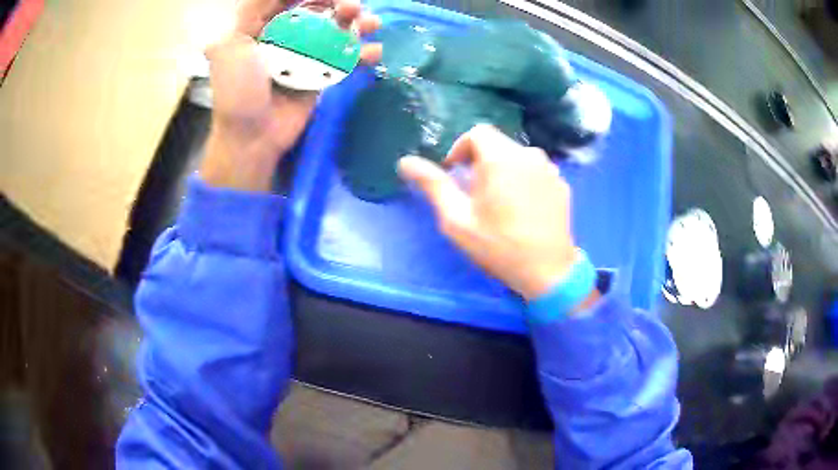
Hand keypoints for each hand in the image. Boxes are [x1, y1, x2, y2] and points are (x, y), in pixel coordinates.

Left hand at [200, 0, 381, 191]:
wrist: (252, 137)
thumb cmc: (237, 90)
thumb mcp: (230, 45)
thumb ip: (250, 11)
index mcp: (259, 27)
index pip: (285, 0)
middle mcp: (283, 37)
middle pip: (315, 10)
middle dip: (337, 4)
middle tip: (351, 6)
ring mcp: (303, 56)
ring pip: (333, 31)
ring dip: (356, 23)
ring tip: (371, 23)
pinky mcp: (319, 75)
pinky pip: (343, 58)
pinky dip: (361, 53)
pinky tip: (374, 51)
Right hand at [398, 125, 586, 301]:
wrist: (548, 271)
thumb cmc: (498, 246)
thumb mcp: (457, 219)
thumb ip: (433, 185)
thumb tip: (405, 162)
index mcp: (501, 158)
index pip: (477, 132)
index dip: (460, 149)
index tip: (456, 175)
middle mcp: (528, 154)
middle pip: (497, 143)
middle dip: (480, 161)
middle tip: (475, 193)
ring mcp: (549, 168)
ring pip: (517, 156)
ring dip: (502, 169)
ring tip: (499, 202)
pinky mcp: (561, 183)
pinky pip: (535, 170)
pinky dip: (522, 179)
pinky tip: (522, 208)